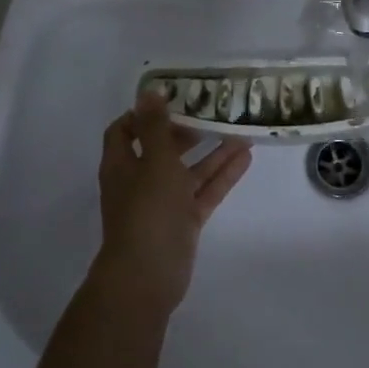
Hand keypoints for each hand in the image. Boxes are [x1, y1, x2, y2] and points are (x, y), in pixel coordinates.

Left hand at [94, 94, 251, 312]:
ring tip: (241, 130)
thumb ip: (156, 127)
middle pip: (162, 149)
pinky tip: (246, 157)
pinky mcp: (184, 220)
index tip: (172, 99)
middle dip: (186, 131)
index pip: (124, 130)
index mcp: (122, 164)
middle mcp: (140, 180)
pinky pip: (204, 191)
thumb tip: (150, 92)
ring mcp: (163, 202)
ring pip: (189, 170)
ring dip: (212, 152)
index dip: (143, 114)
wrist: (148, 275)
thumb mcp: (154, 162)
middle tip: (213, 112)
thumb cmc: (147, 210)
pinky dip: (222, 175)